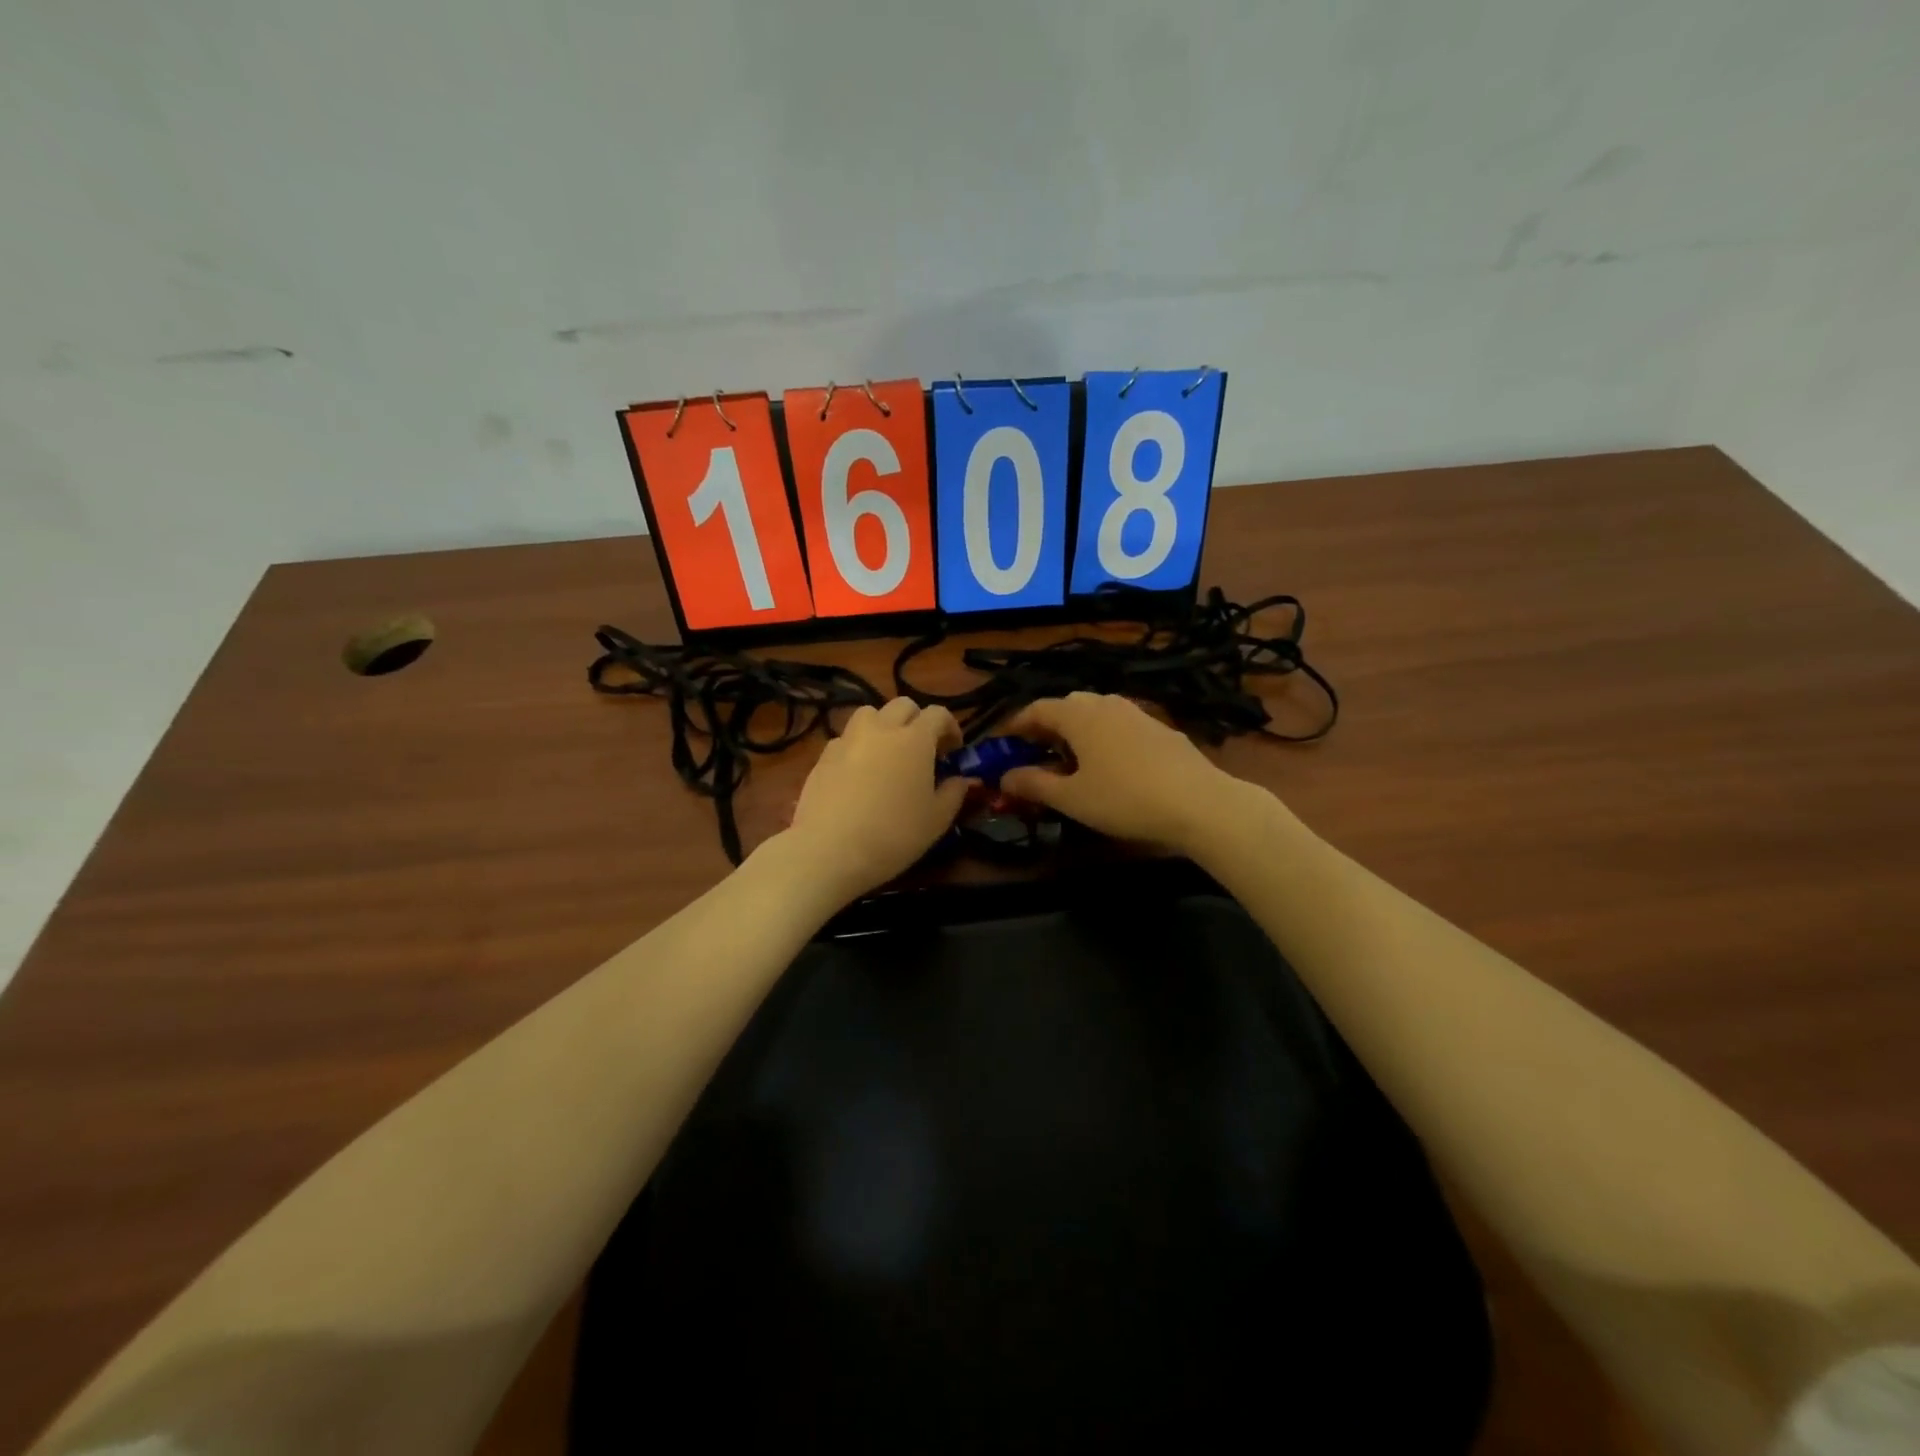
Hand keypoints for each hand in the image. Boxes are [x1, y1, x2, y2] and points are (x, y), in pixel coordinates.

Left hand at [784, 697, 967, 901]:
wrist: (829, 850)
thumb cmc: (894, 834)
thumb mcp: (937, 820)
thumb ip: (954, 793)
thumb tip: (961, 780)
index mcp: (915, 739)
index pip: (938, 714)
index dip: (951, 727)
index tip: (954, 750)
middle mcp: (881, 729)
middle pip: (902, 706)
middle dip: (917, 720)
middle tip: (923, 749)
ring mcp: (848, 739)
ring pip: (870, 714)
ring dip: (884, 725)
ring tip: (888, 753)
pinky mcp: (824, 756)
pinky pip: (846, 738)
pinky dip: (858, 746)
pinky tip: (859, 773)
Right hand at [1000, 693, 1249, 852]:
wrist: (1199, 803)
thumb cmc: (1124, 799)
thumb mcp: (1071, 798)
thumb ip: (1034, 784)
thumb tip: (1004, 776)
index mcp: (1078, 715)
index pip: (1036, 709)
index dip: (1016, 725)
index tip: (1003, 743)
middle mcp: (1106, 703)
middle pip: (1067, 706)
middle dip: (1047, 726)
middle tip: (1036, 753)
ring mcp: (1137, 713)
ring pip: (1096, 714)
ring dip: (1077, 731)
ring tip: (1071, 761)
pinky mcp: (1160, 728)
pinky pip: (1120, 725)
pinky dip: (1103, 738)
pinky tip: (1111, 766)